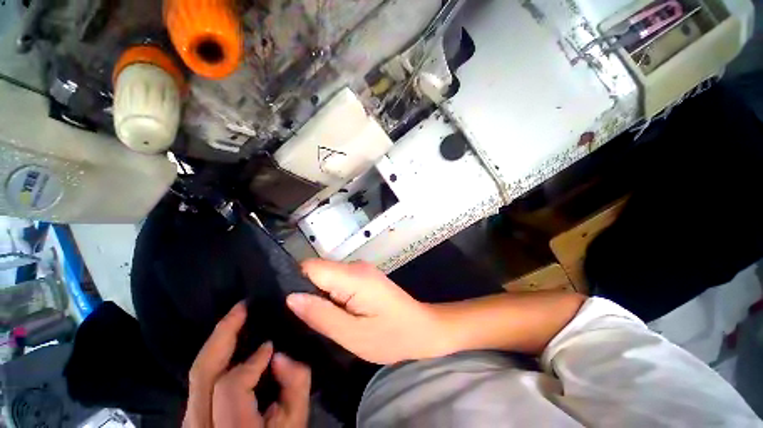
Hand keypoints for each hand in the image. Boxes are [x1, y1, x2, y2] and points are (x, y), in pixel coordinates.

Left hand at [183, 303, 310, 427]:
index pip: (232, 386)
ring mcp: (190, 421)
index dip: (252, 362)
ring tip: (236, 319)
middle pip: (202, 372)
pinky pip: (198, 379)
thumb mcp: (295, 420)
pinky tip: (229, 343)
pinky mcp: (190, 415)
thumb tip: (279, 355)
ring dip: (217, 341)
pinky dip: (214, 356)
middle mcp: (201, 425)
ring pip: (196, 373)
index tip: (271, 345)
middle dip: (223, 333)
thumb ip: (295, 384)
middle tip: (242, 307)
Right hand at [286, 259, 446, 363]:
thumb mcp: (353, 335)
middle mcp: (355, 266)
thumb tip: (291, 298)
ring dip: (320, 296)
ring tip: (322, 320)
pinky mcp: (364, 276)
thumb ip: (321, 315)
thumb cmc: (391, 336)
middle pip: (318, 271)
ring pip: (327, 277)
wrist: (423, 328)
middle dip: (308, 293)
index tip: (290, 307)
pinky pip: (338, 281)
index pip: (311, 267)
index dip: (295, 283)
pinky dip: (332, 295)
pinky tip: (337, 313)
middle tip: (307, 321)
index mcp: (353, 276)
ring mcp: (361, 269)